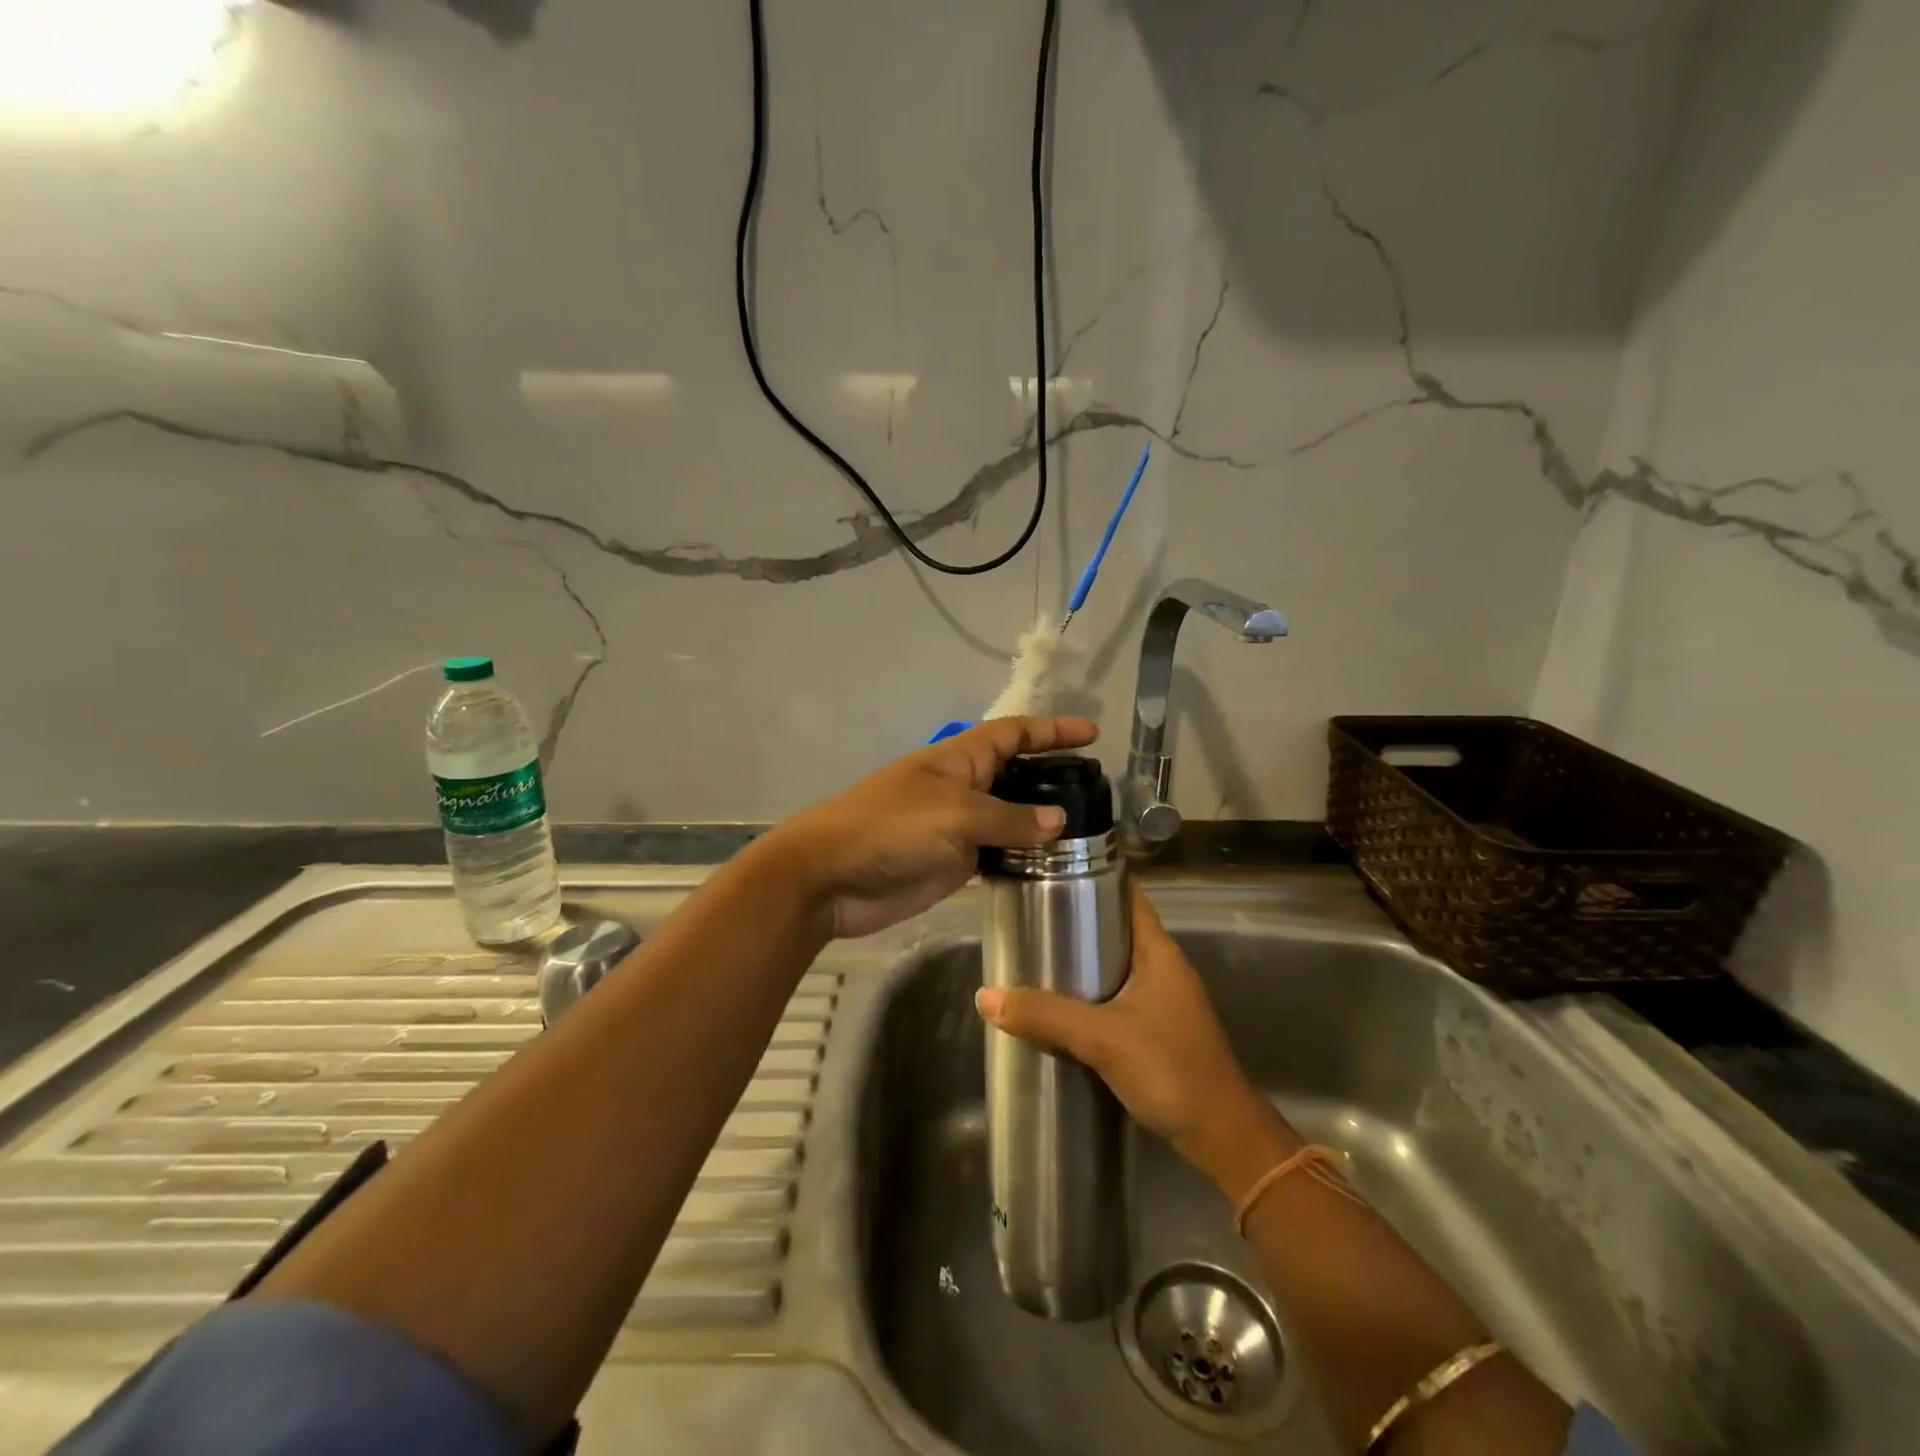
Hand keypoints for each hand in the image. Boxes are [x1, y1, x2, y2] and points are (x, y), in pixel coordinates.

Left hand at [758, 716, 1098, 939]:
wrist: (829, 878)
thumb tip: (1058, 821)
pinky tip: (1052, 868)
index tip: (1092, 734)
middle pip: (1017, 776)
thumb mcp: (954, 814)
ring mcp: (958, 827)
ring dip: (1043, 824)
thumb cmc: (889, 828)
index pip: (1014, 733)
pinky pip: (997, 853)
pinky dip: (1023, 858)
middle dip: (1053, 779)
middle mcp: (964, 787)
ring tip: (1089, 837)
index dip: (1052, 731)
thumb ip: (1009, 818)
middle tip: (1099, 795)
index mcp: (960, 759)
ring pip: (1011, 818)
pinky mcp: (952, 863)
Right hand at [975, 884, 1299, 1193]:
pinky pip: (1118, 994)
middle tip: (1031, 915)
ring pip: (1116, 963)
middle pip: (1117, 927)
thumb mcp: (1102, 1039)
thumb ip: (1045, 1016)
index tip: (1052, 870)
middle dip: (1077, 919)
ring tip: (1037, 954)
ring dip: (1082, 958)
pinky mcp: (1159, 1028)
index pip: (1128, 894)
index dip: (1095, 876)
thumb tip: (985, 996)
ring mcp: (1164, 999)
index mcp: (1159, 952)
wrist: (1222, 1137)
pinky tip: (1061, 1003)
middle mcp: (1164, 967)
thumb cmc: (1170, 1070)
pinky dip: (1091, 991)